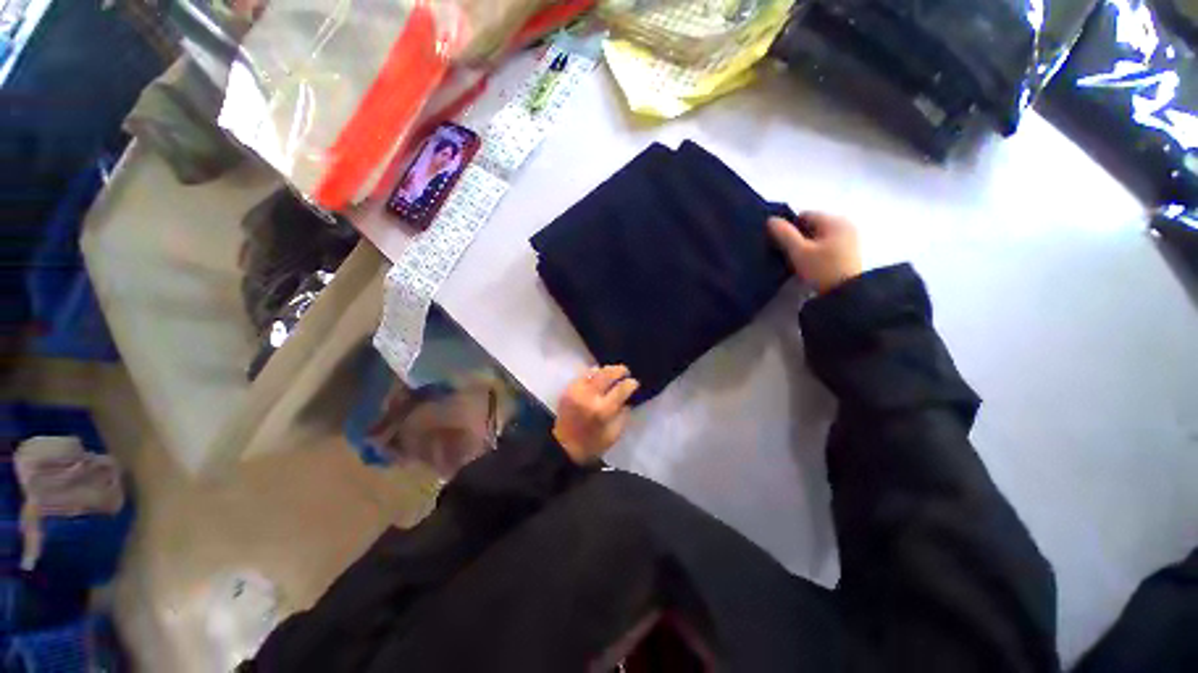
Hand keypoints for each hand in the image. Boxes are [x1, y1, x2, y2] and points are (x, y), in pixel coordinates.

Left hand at [553, 365, 639, 464]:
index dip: (631, 384)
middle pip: (608, 374)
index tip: (635, 383)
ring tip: (613, 372)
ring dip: (607, 370)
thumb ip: (623, 415)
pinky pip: (583, 375)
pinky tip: (598, 375)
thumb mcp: (614, 435)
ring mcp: (577, 390)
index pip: (621, 389)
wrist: (563, 446)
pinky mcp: (568, 389)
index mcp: (603, 410)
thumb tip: (627, 400)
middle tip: (626, 372)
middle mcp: (590, 396)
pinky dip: (593, 373)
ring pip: (596, 371)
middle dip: (620, 370)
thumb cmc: (592, 444)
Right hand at [768, 212, 862, 293]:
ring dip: (806, 245)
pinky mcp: (849, 251)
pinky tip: (811, 264)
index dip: (789, 228)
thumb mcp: (798, 252)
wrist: (845, 295)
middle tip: (788, 255)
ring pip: (819, 236)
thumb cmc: (822, 270)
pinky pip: (827, 244)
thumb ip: (784, 234)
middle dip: (798, 237)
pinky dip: (816, 251)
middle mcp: (845, 224)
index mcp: (835, 220)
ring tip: (798, 261)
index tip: (781, 245)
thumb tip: (770, 220)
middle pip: (812, 225)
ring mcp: (850, 238)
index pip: (804, 215)